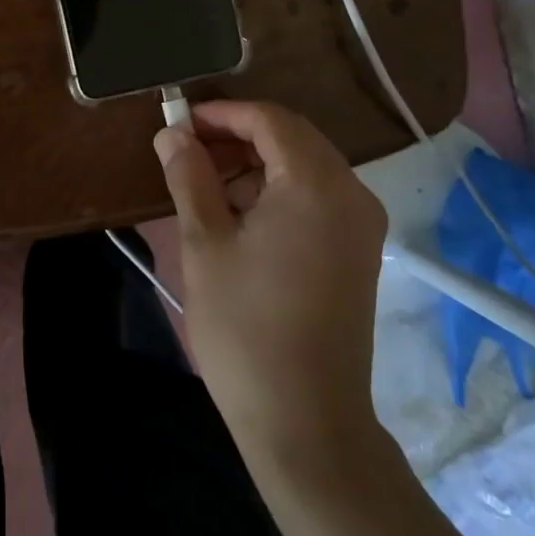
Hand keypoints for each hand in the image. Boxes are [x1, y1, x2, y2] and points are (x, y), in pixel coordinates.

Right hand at [154, 100, 389, 467]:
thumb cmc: (245, 327)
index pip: (270, 120)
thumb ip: (189, 176)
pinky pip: (317, 197)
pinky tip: (240, 217)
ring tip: (206, 187)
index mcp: (315, 184)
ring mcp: (361, 224)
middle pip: (292, 138)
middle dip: (237, 136)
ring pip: (305, 166)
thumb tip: (173, 133)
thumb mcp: (204, 243)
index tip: (180, 124)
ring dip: (256, 164)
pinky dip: (277, 191)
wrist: (306, 421)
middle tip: (188, 153)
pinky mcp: (359, 251)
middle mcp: (351, 193)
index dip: (222, 114)